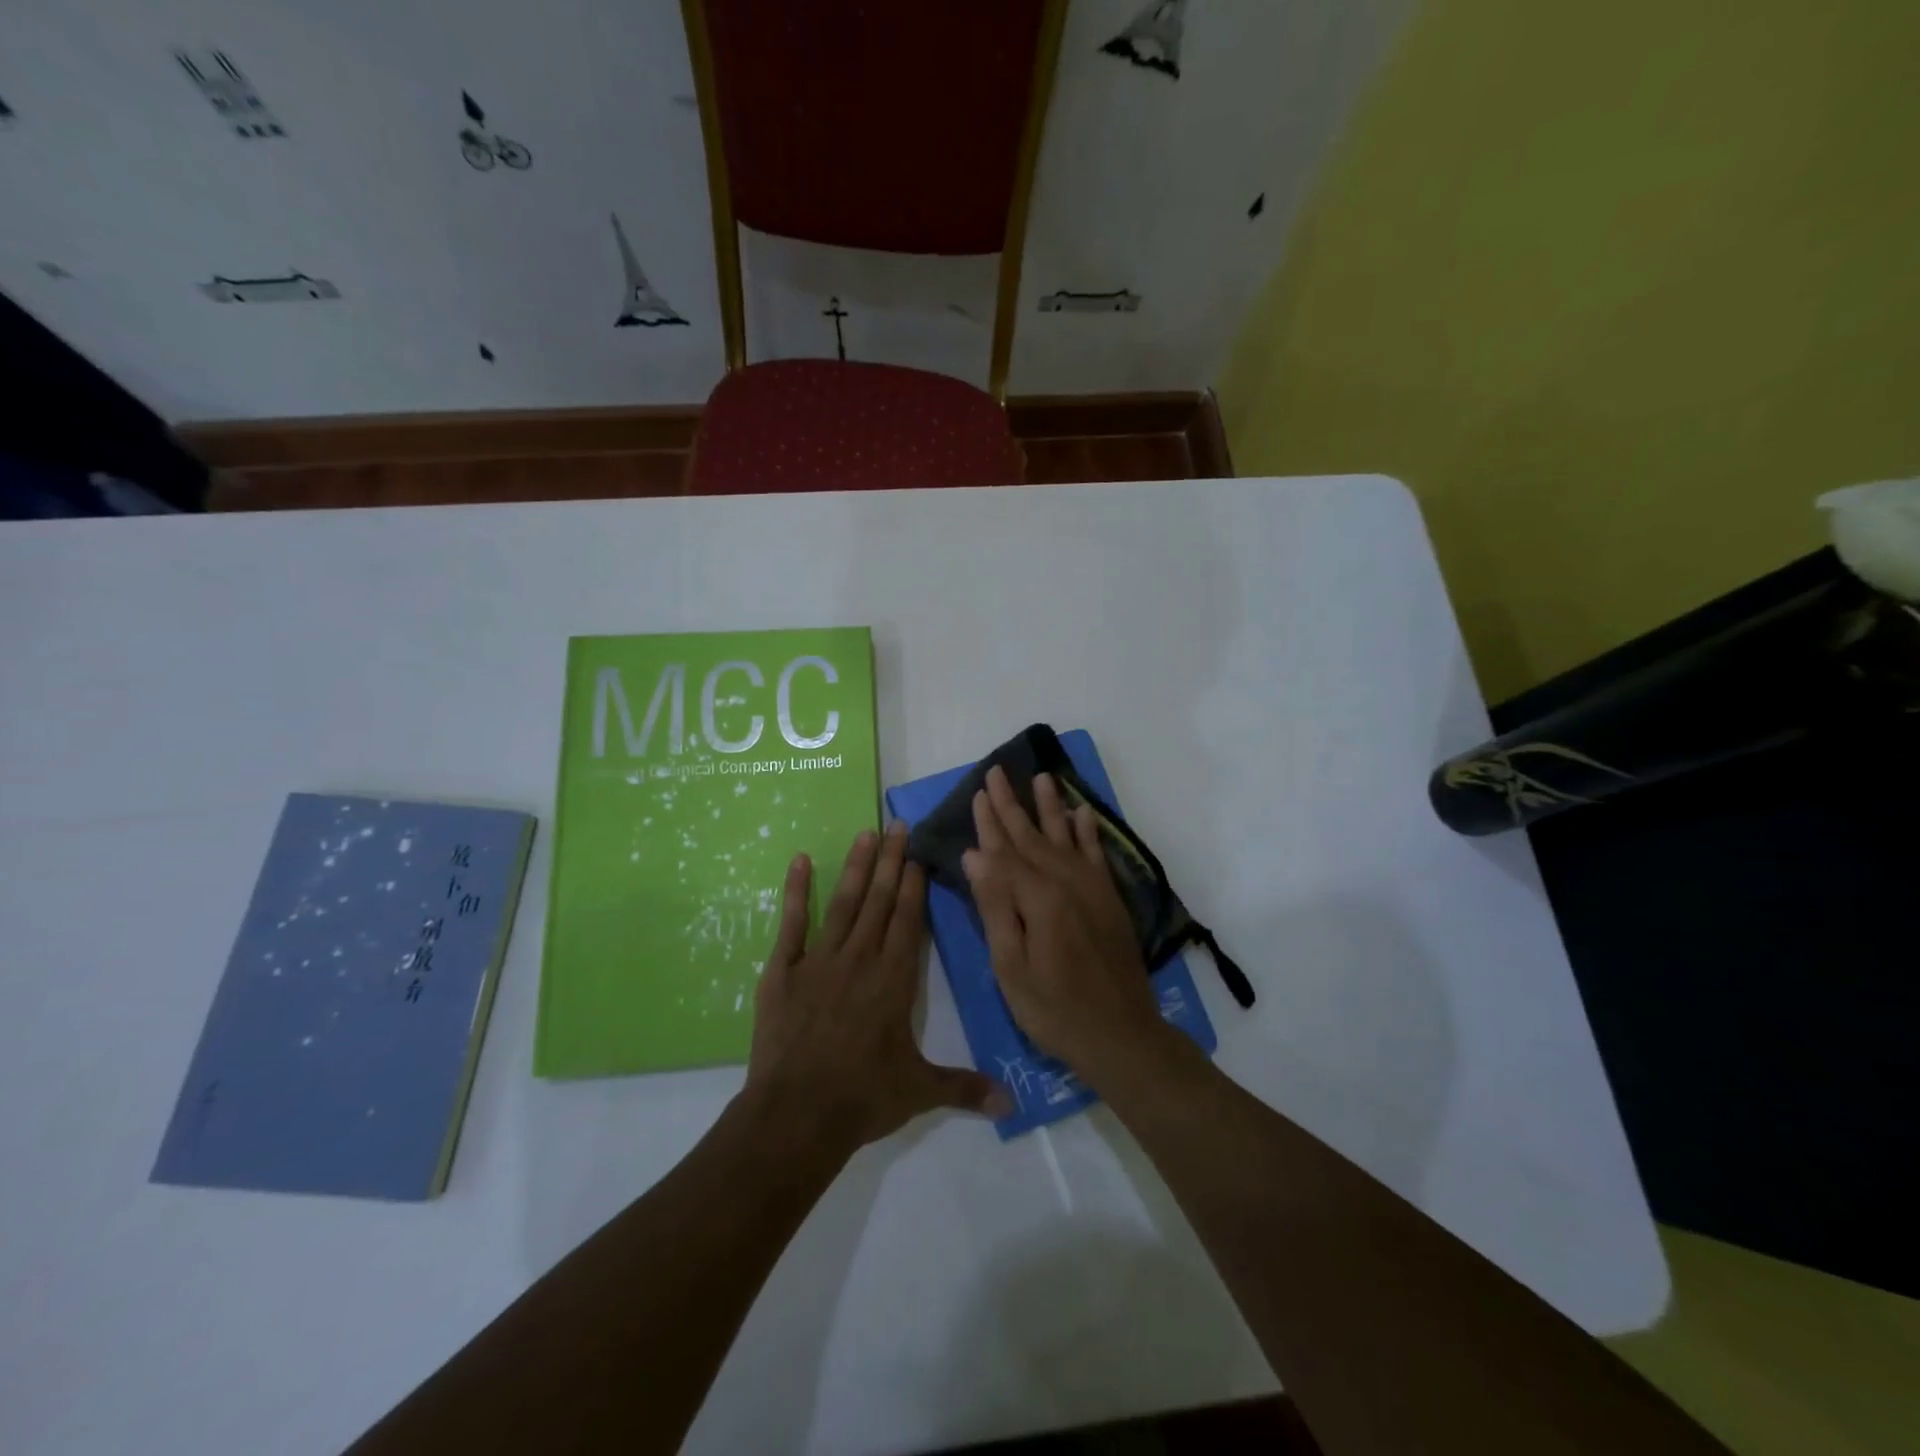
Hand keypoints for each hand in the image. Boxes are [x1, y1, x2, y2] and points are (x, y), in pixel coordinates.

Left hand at [744, 823, 1010, 1152]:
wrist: (796, 1115)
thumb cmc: (862, 1098)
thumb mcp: (919, 1091)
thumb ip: (965, 1087)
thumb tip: (1011, 1105)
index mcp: (894, 979)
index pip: (907, 919)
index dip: (913, 884)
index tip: (917, 853)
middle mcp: (860, 958)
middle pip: (879, 900)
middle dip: (890, 860)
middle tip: (897, 824)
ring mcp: (820, 961)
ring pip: (844, 902)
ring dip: (856, 867)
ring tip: (866, 833)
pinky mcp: (784, 971)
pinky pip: (793, 923)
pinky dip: (797, 891)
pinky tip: (800, 861)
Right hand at [963, 766, 1171, 1081]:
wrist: (1121, 1035)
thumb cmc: (1054, 1009)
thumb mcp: (1011, 966)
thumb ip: (995, 906)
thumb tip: (975, 855)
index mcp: (1038, 897)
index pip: (1003, 851)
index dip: (988, 823)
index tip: (976, 793)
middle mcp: (1066, 881)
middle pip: (1031, 836)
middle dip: (1011, 804)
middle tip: (996, 773)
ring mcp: (1092, 888)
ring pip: (1065, 836)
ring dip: (1051, 806)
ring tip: (1042, 777)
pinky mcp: (1109, 899)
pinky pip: (1096, 854)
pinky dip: (1088, 832)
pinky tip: (1082, 813)